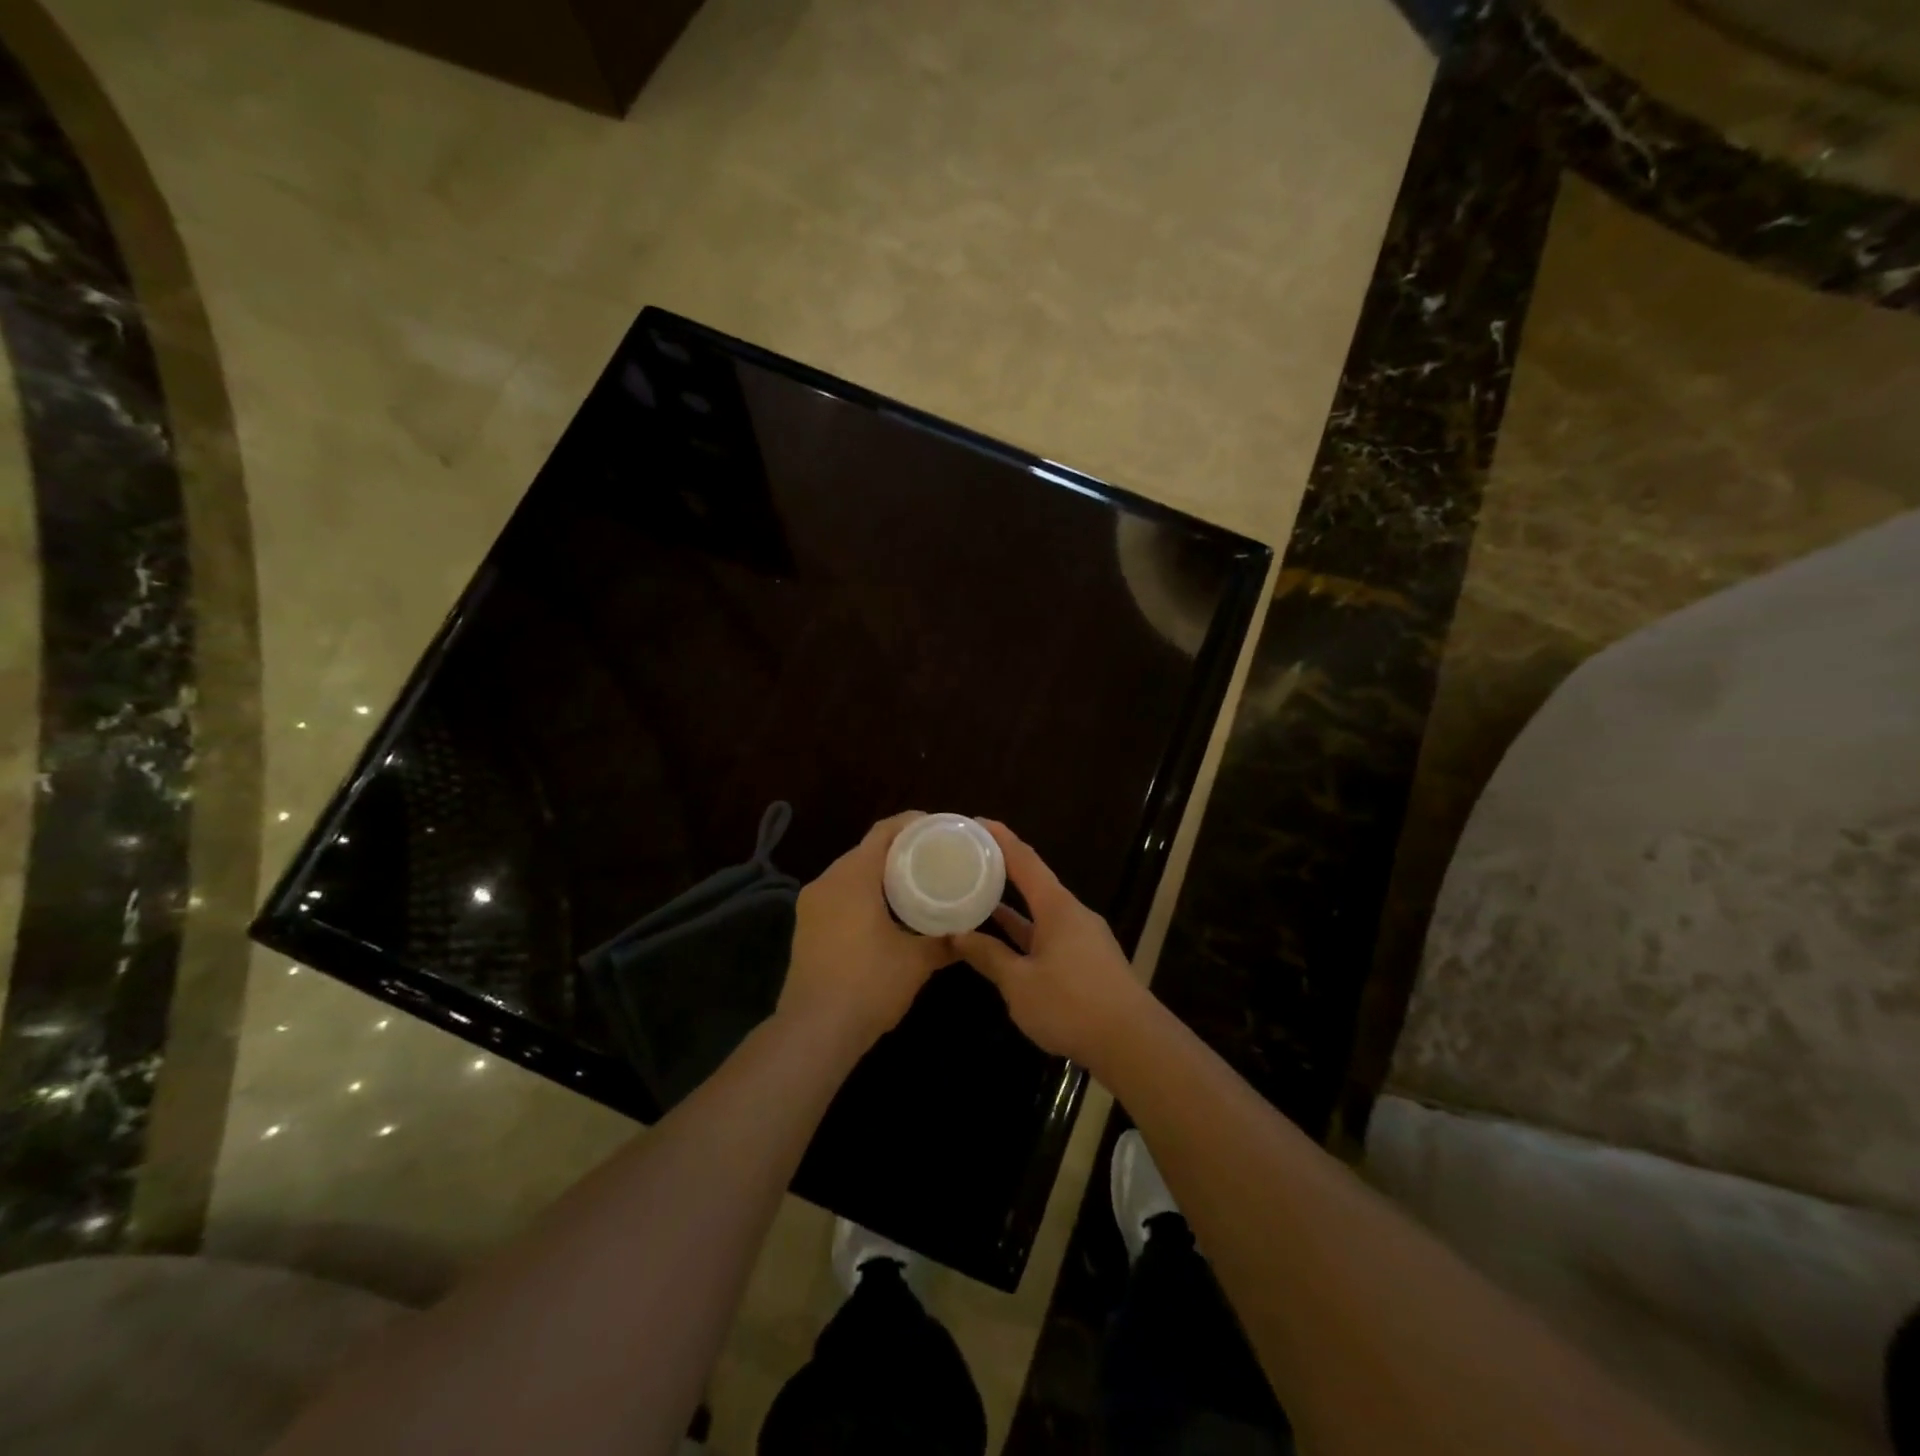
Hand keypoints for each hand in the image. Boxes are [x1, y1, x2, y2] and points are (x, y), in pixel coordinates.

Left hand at [779, 812, 953, 1055]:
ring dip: (879, 873)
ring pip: (850, 873)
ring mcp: (811, 904)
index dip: (913, 823)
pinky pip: (839, 894)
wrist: (814, 1031)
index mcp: (853, 876)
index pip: (884, 832)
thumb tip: (969, 934)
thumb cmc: (869, 984)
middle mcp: (827, 881)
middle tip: (933, 856)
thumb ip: (945, 941)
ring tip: (914, 882)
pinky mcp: (806, 926)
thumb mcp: (917, 961)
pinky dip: (863, 892)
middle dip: (899, 849)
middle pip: (866, 849)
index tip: (940, 828)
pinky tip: (885, 911)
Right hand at [949, 820, 1152, 1070]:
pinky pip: (1049, 935)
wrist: (1133, 1043)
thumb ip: (989, 956)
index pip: (1025, 860)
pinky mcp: (1088, 962)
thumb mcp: (1019, 983)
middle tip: (969, 860)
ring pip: (1041, 912)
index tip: (976, 822)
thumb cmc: (1071, 1004)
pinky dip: (1026, 932)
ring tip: (979, 895)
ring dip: (1012, 905)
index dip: (1000, 839)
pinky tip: (1006, 942)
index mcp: (1057, 907)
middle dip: (1003, 870)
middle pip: (1034, 882)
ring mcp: (1083, 938)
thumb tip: (957, 935)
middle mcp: (1072, 914)